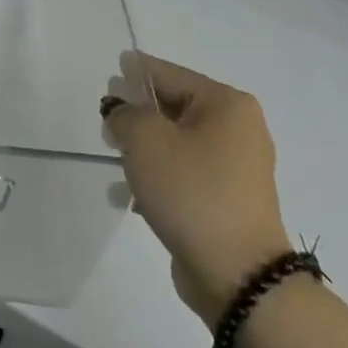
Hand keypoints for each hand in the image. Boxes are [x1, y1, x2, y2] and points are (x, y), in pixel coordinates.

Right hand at [104, 51, 291, 329]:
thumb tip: (122, 111)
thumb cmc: (192, 192)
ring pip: (178, 144)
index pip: (170, 74)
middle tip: (107, 120)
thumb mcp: (145, 140)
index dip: (137, 71)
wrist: (239, 278)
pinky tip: (128, 196)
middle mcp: (238, 130)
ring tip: (114, 158)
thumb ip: (125, 113)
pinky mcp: (228, 202)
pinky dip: (159, 178)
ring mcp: (237, 170)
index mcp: (227, 105)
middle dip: (138, 113)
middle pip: (175, 107)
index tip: (113, 69)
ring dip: (144, 149)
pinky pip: (185, 176)